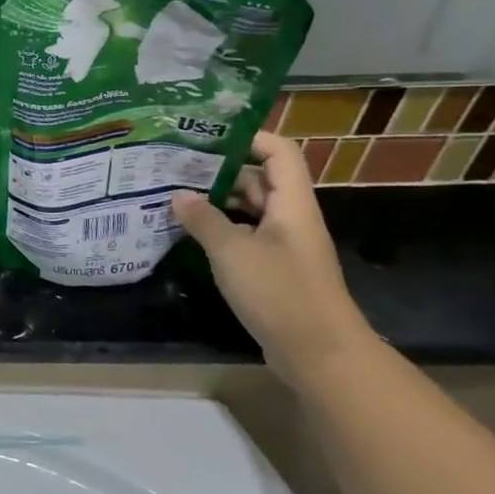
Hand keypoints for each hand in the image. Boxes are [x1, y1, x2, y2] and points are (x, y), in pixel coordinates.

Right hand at [173, 130, 374, 389]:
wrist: (321, 356)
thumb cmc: (281, 293)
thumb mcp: (233, 252)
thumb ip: (204, 220)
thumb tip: (179, 195)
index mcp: (292, 203)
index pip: (278, 151)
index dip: (247, 137)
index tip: (205, 137)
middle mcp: (290, 218)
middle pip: (259, 178)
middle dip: (219, 170)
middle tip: (175, 166)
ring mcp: (283, 246)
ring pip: (249, 210)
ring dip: (216, 202)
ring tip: (173, 196)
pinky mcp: (274, 271)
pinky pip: (245, 237)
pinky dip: (219, 230)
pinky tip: (188, 234)